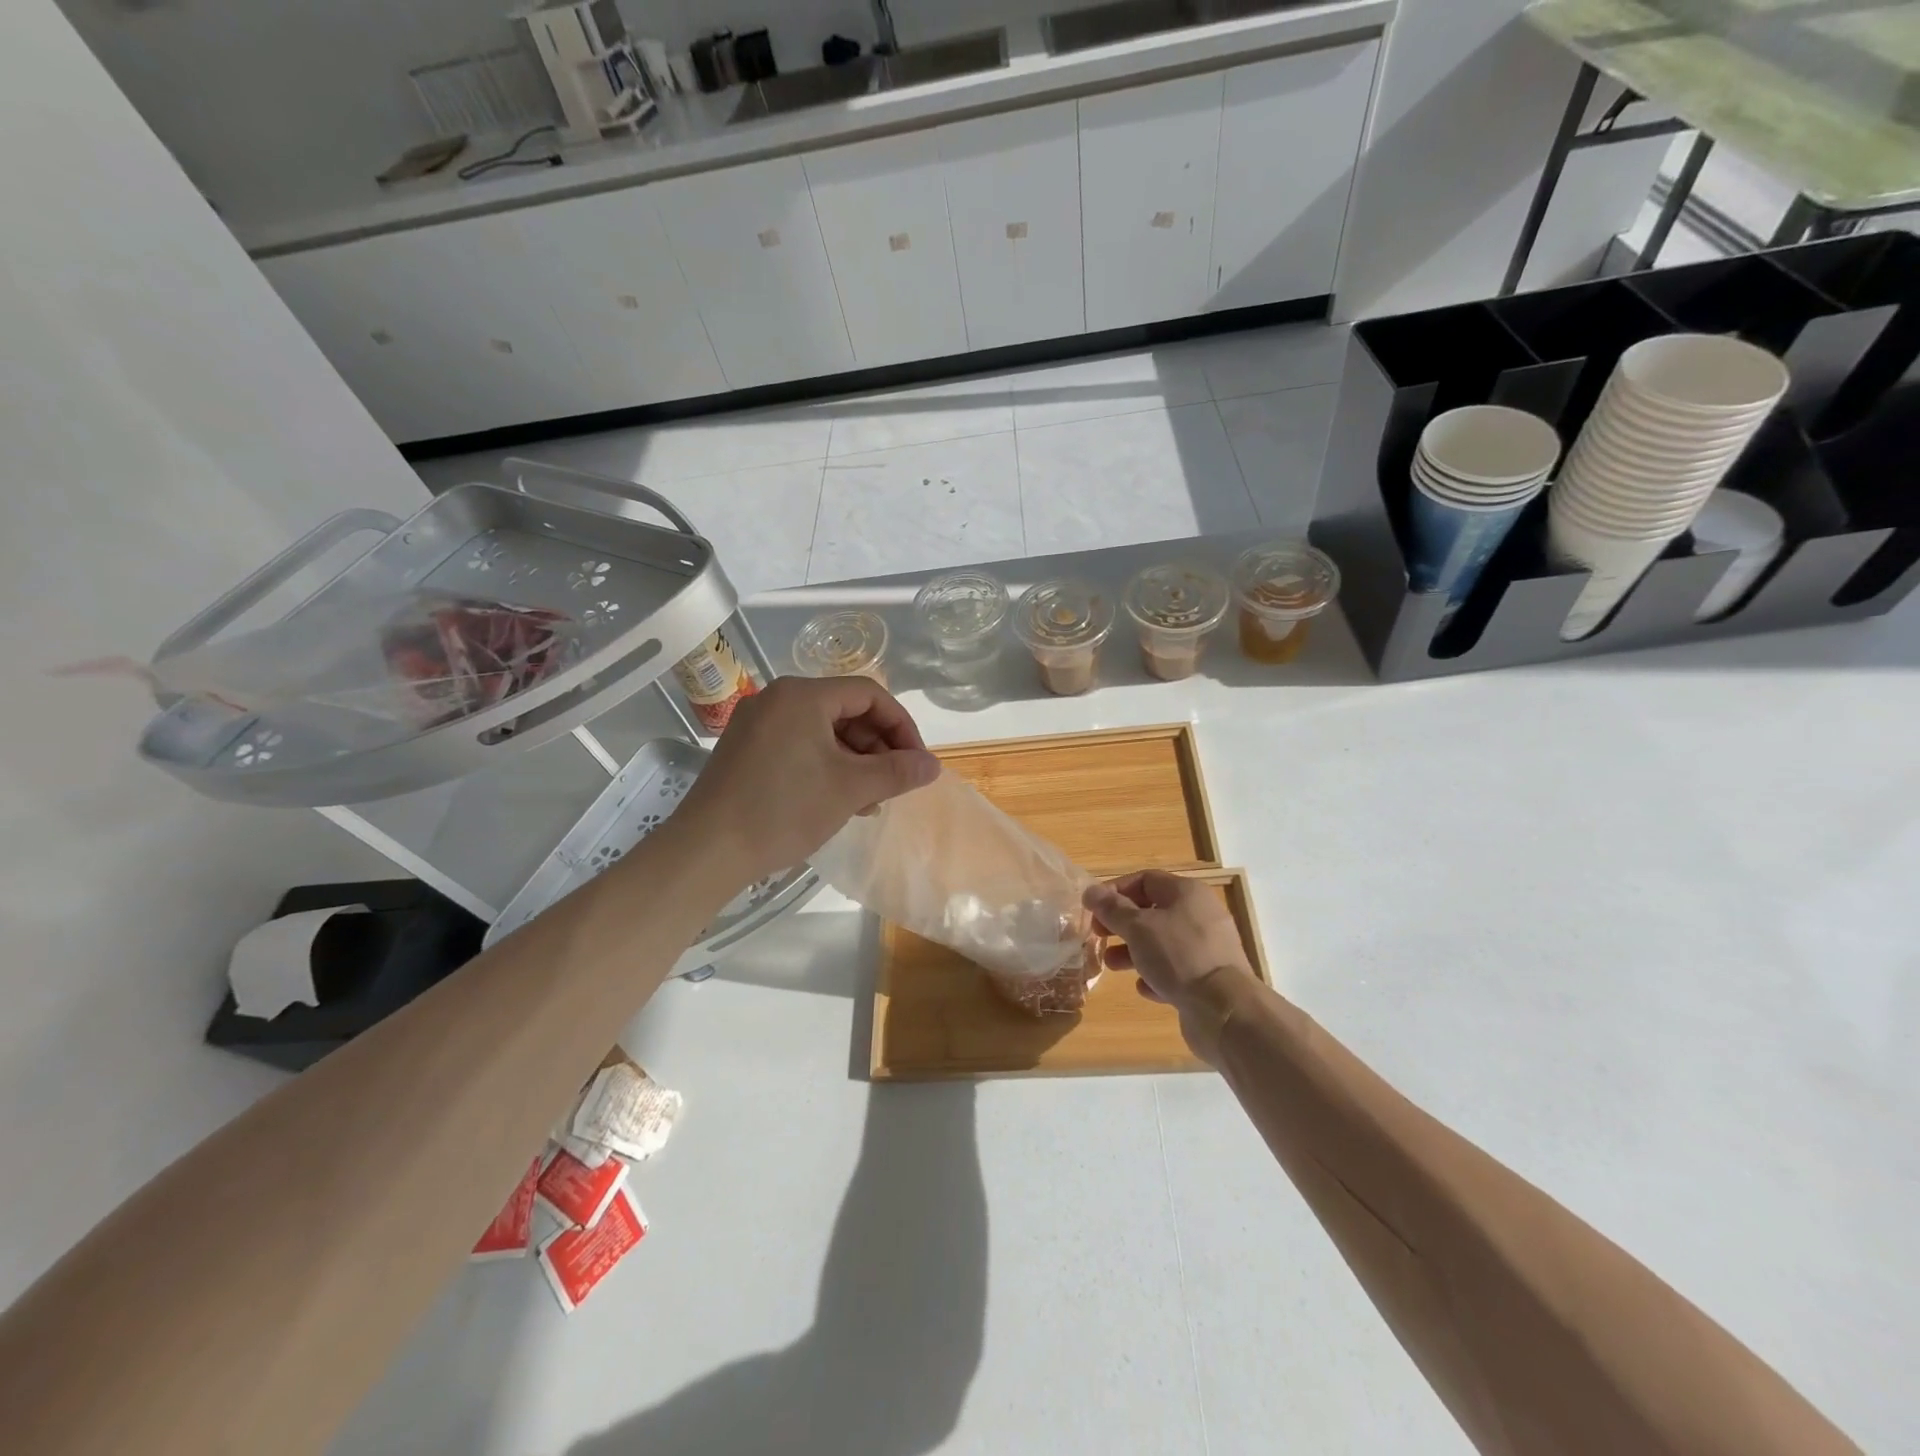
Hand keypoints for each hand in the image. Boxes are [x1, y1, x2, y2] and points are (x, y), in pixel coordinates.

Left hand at [672, 675, 939, 882]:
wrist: (707, 850)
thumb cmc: (784, 810)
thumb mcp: (850, 789)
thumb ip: (897, 771)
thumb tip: (933, 765)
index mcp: (802, 695)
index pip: (869, 694)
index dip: (901, 726)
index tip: (916, 762)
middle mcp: (778, 699)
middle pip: (846, 711)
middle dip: (878, 747)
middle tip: (894, 785)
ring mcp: (757, 724)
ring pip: (824, 731)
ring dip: (855, 761)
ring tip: (869, 800)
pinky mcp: (746, 749)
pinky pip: (800, 745)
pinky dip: (826, 766)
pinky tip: (839, 800)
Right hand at [1085, 871, 1256, 1063]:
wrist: (1224, 1010)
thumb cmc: (1178, 956)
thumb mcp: (1137, 928)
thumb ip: (1112, 909)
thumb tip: (1090, 891)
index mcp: (1186, 893)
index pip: (1144, 879)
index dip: (1115, 891)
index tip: (1093, 909)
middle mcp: (1200, 914)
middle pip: (1152, 911)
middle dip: (1121, 924)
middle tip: (1098, 936)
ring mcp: (1208, 947)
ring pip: (1163, 942)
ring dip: (1134, 951)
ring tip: (1112, 965)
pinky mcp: (1209, 977)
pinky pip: (1177, 969)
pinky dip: (1157, 975)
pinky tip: (1144, 988)